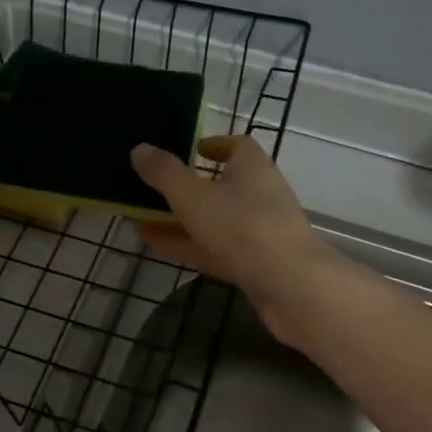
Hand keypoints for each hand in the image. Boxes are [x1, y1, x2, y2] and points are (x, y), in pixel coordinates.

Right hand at [131, 135, 344, 345]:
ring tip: (141, 217)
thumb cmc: (243, 227)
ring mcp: (257, 232)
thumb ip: (164, 173)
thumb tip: (139, 149)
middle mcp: (259, 195)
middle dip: (186, 186)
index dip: (213, 145)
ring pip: (213, 219)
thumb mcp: (193, 195)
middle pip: (220, 184)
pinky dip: (186, 243)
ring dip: (180, 218)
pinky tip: (155, 243)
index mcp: (252, 168)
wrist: (291, 287)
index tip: (189, 150)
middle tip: (151, 187)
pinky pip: (213, 247)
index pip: (237, 145)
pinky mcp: (254, 263)